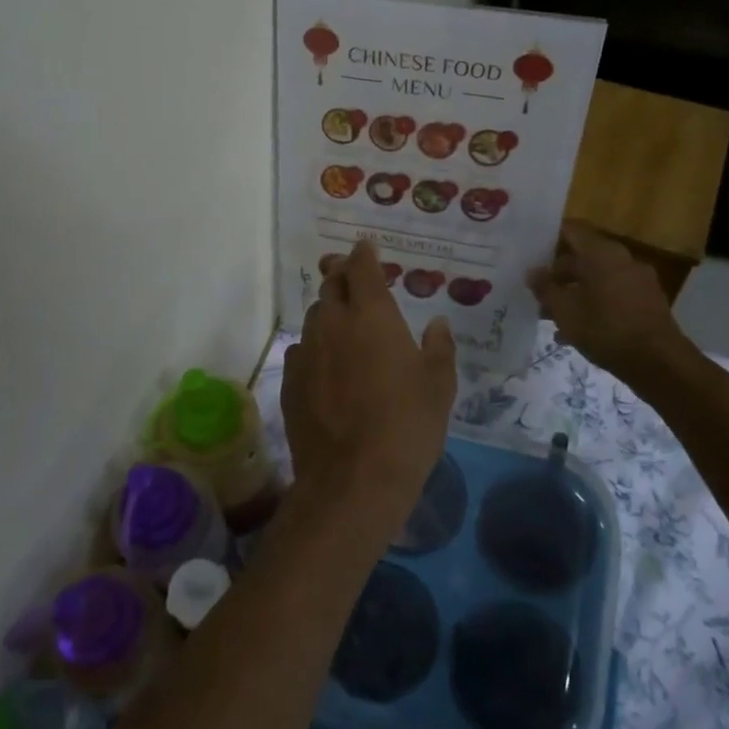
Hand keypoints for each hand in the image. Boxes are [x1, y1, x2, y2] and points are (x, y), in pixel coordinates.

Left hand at [283, 240, 456, 534]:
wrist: (352, 480)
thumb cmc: (407, 428)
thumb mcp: (439, 388)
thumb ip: (439, 348)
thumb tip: (436, 323)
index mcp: (372, 316)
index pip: (362, 268)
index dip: (364, 255)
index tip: (366, 248)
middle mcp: (333, 324)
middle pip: (331, 285)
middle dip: (342, 276)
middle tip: (353, 280)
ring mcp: (306, 351)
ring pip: (314, 317)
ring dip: (328, 312)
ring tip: (343, 325)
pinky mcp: (289, 381)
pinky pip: (301, 350)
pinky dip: (314, 347)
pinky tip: (326, 366)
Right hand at [527, 222, 689, 380]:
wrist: (659, 363)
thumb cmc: (606, 330)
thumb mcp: (565, 311)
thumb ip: (546, 289)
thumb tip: (532, 272)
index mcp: (602, 253)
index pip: (572, 230)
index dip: (548, 237)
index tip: (530, 251)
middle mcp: (622, 259)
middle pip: (583, 256)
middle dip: (558, 274)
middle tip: (536, 291)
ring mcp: (638, 280)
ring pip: (597, 278)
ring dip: (574, 292)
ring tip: (551, 316)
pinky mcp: (647, 301)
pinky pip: (612, 294)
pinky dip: (593, 304)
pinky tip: (576, 331)